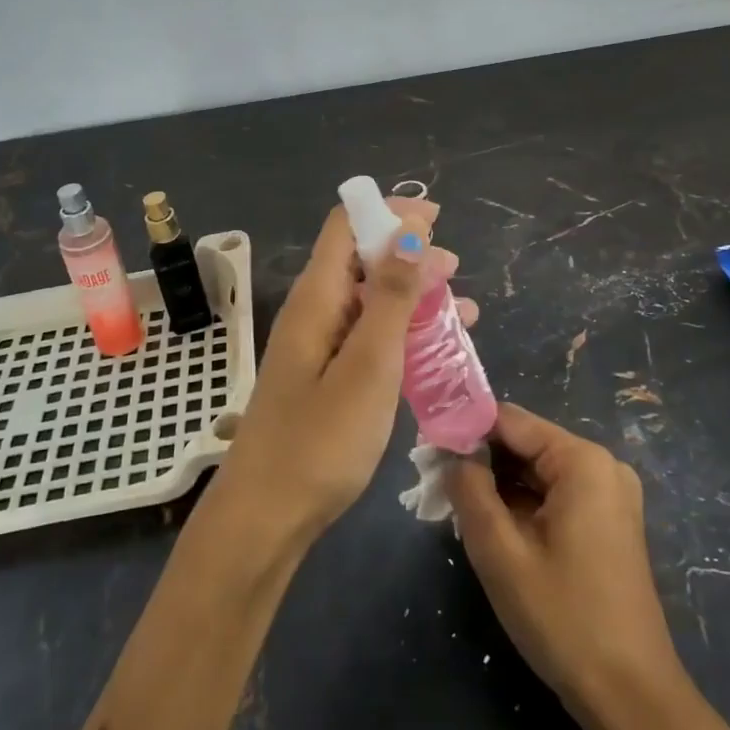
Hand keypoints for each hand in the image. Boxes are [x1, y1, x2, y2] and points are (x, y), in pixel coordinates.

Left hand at [216, 197, 478, 542]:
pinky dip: (402, 333)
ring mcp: (318, 345)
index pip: (346, 226)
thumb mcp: (369, 364)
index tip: (436, 220)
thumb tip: (410, 231)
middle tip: (454, 269)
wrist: (268, 516)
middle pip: (361, 259)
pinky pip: (367, 336)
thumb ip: (392, 297)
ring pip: (370, 301)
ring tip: (461, 309)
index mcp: (317, 297)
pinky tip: (435, 349)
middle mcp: (314, 311)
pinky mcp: (325, 376)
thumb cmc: (321, 441)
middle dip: (409, 254)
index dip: (389, 213)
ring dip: (413, 297)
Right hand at [447, 403, 688, 724]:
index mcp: (582, 461)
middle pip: (524, 444)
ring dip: (496, 485)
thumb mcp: (500, 552)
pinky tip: (492, 528)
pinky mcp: (607, 523)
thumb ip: (469, 489)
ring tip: (455, 507)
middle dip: (479, 460)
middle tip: (434, 483)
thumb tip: (450, 453)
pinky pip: (553, 495)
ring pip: (535, 471)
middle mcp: (601, 466)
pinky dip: (520, 504)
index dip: (464, 429)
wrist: (633, 699)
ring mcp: (609, 495)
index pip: (508, 420)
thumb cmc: (564, 619)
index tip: (427, 449)